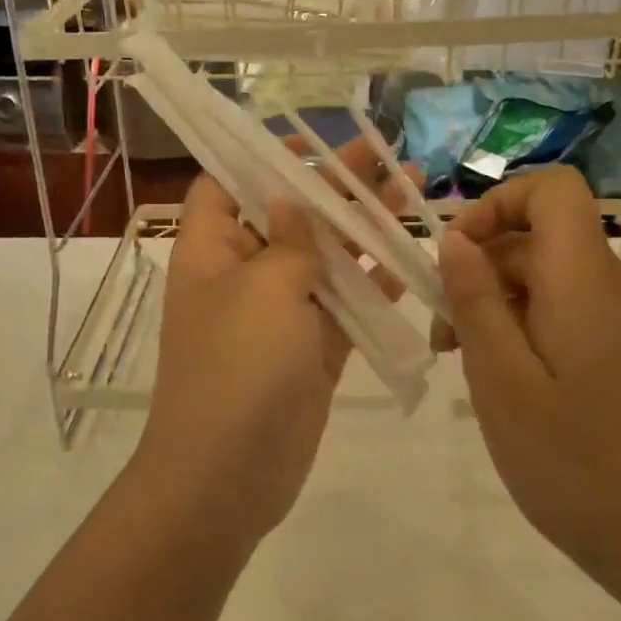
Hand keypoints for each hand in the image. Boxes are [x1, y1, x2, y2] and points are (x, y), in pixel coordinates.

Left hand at [137, 138, 414, 547]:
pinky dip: (372, 284)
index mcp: (210, 249)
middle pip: (287, 215)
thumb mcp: (264, 289)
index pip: (225, 185)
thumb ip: (288, 242)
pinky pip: (342, 305)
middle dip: (332, 187)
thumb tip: (290, 203)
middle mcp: (241, 273)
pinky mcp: (309, 349)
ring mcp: (277, 313)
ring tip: (410, 190)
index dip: (261, 159)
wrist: (228, 476)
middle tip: (382, 156)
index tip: (307, 144)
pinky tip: (410, 258)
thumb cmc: (237, 366)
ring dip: (362, 228)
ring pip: (322, 258)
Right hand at [433, 166, 620, 575]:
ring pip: (545, 276)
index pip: (552, 189)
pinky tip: (502, 381)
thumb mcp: (501, 380)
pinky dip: (521, 327)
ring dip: (494, 302)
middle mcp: (609, 285)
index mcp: (583, 279)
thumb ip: (475, 300)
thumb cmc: (577, 462)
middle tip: (442, 331)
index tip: (456, 254)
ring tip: (462, 362)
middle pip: (537, 236)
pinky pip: (563, 311)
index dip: (497, 203)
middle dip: (479, 266)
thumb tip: (453, 238)